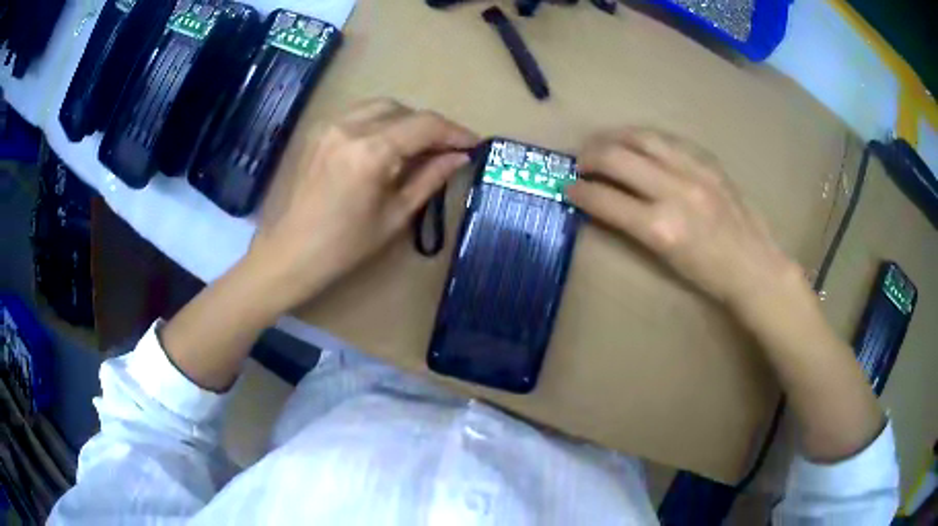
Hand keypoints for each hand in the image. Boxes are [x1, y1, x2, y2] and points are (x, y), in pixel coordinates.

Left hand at [249, 99, 478, 311]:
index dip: (454, 132)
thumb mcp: (394, 216)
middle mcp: (349, 127)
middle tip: (445, 150)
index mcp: (371, 151)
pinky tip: (385, 145)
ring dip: (405, 120)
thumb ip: (429, 179)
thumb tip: (458, 157)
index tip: (473, 143)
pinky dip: (380, 122)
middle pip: (404, 109)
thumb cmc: (343, 246)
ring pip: (380, 106)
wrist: (288, 253)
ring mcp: (329, 125)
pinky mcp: (317, 131)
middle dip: (430, 126)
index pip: (425, 125)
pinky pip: (358, 114)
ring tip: (417, 146)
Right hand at [567, 128, 801, 313]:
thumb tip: (605, 202)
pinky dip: (645, 137)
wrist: (755, 265)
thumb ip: (633, 225)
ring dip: (613, 137)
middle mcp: (674, 192)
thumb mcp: (665, 259)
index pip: (605, 199)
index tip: (567, 187)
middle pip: (616, 157)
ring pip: (641, 137)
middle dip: (589, 156)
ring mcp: (694, 171)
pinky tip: (638, 142)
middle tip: (580, 163)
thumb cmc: (709, 275)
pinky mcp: (708, 160)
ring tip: (603, 144)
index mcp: (661, 228)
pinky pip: (668, 138)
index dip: (578, 190)